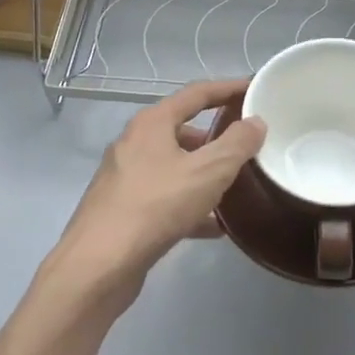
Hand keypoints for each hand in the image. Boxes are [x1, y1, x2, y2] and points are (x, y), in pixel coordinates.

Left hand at [49, 79, 265, 309]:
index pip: (197, 93)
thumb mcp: (208, 172)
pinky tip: (214, 227)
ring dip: (203, 173)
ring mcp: (125, 177)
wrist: (98, 266)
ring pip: (174, 166)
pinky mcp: (123, 210)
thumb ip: (237, 144)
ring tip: (235, 186)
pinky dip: (189, 205)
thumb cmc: (156, 206)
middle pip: (182, 129)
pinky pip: (165, 198)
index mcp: (152, 123)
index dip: (228, 89)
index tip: (255, 89)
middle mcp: (134, 143)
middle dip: (216, 136)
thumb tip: (255, 121)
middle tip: (247, 144)